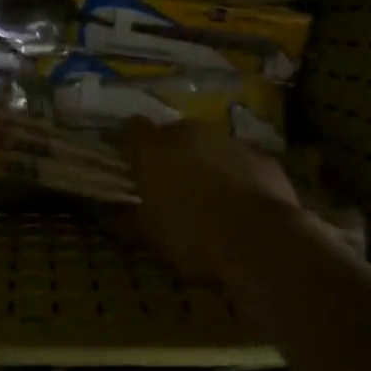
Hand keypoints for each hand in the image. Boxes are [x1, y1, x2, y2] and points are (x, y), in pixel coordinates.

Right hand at [122, 120, 302, 283]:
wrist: (258, 241)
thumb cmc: (192, 237)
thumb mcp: (150, 236)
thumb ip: (127, 219)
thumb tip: (109, 216)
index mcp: (154, 149)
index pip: (133, 128)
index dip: (132, 142)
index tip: (133, 160)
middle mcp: (188, 133)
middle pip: (174, 133)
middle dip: (171, 152)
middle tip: (173, 183)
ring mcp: (228, 140)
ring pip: (209, 145)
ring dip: (206, 161)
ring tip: (211, 195)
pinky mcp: (260, 155)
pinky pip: (241, 160)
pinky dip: (238, 173)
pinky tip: (243, 200)